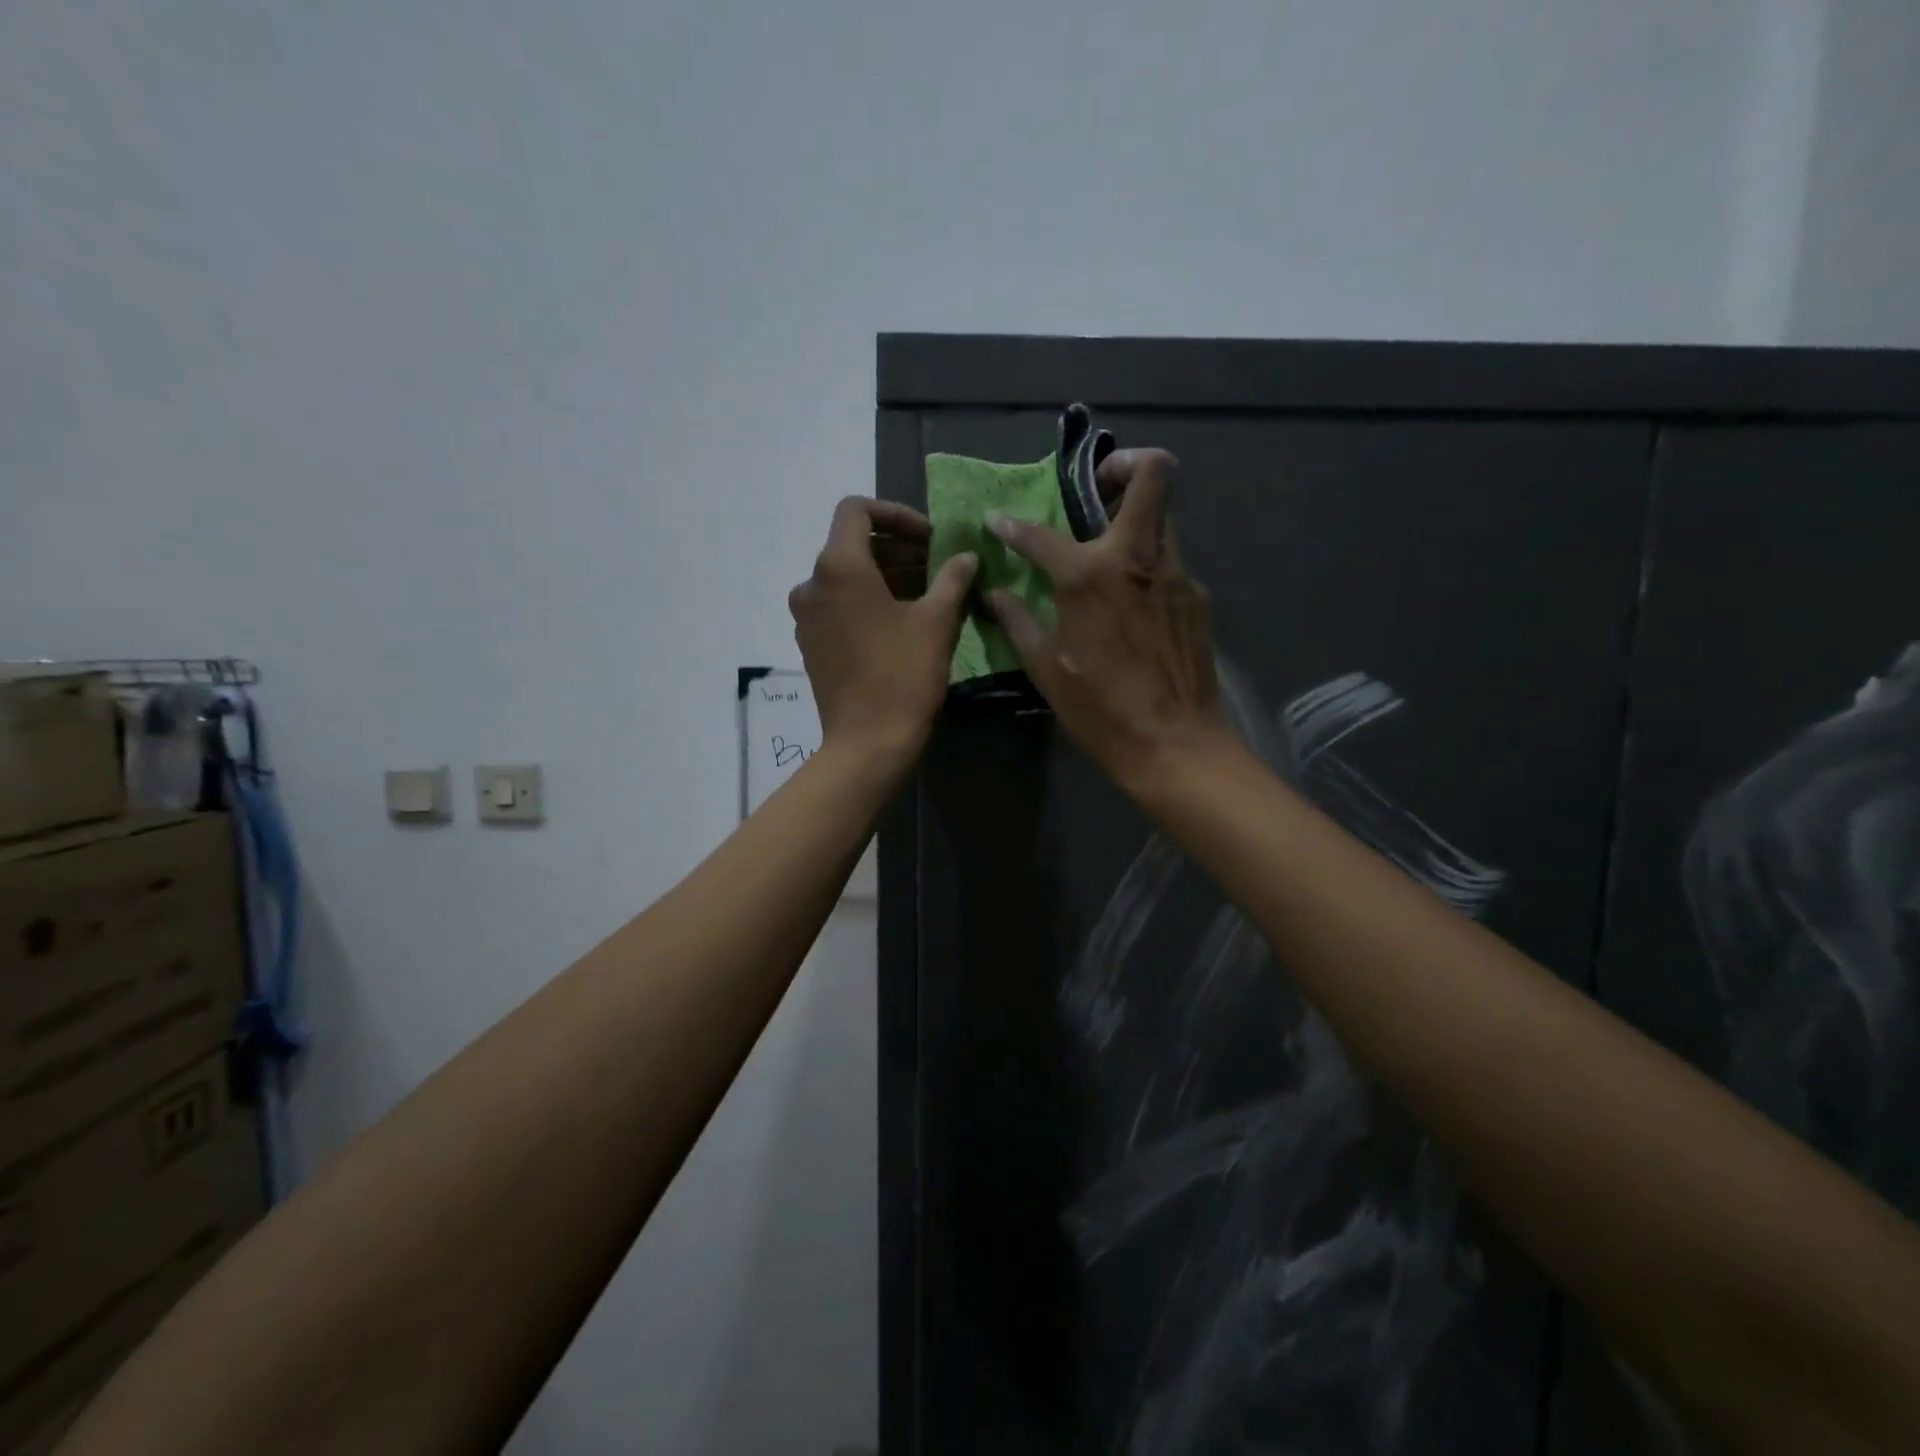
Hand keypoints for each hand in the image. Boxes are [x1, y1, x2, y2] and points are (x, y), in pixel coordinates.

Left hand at [790, 497, 977, 764]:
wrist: (867, 743)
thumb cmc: (903, 676)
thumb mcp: (937, 621)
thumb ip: (953, 578)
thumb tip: (966, 556)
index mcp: (838, 566)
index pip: (857, 510)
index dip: (896, 514)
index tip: (930, 537)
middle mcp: (812, 584)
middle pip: (853, 545)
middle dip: (898, 549)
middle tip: (939, 567)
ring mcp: (806, 617)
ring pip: (846, 578)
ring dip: (886, 576)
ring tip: (928, 595)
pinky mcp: (811, 644)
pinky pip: (839, 606)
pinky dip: (868, 602)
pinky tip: (902, 623)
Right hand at [984, 450, 1229, 789]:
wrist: (1174, 744)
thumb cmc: (1099, 709)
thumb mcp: (1044, 667)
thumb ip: (1017, 620)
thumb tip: (993, 592)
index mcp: (1089, 575)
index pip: (1042, 533)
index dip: (1012, 525)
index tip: (998, 521)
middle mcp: (1138, 558)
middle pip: (1154, 474)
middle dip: (1125, 464)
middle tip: (1099, 488)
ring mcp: (1177, 575)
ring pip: (1165, 518)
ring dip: (1138, 518)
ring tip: (1111, 553)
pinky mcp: (1198, 598)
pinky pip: (1171, 564)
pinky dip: (1148, 569)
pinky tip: (1135, 607)